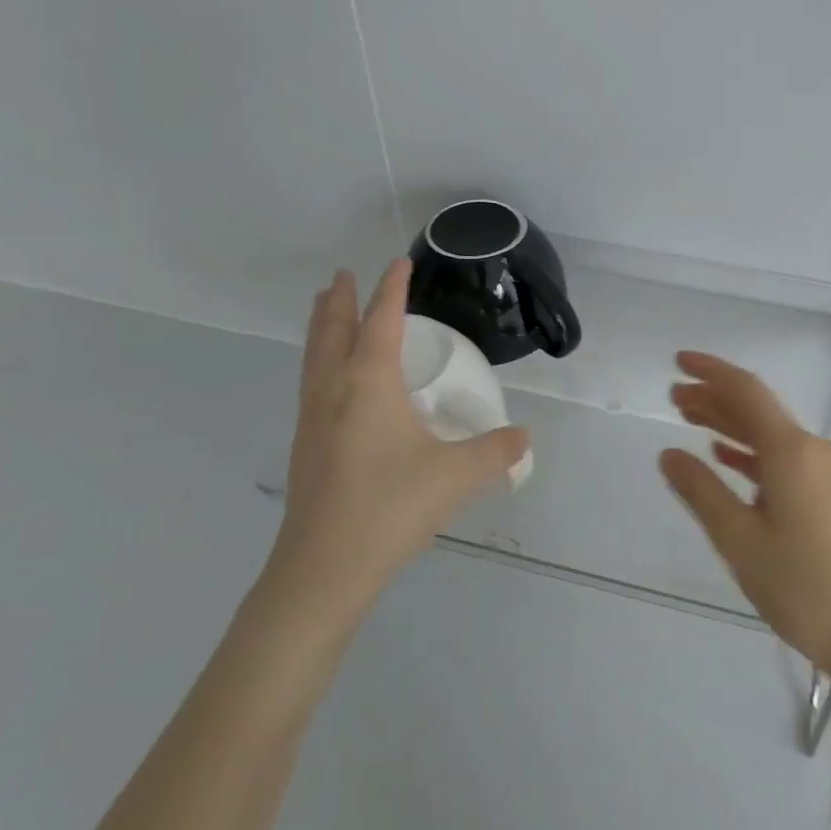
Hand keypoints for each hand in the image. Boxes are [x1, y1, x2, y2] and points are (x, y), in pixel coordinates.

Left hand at [274, 260, 530, 609]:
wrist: (324, 567)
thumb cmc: (392, 506)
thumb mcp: (457, 476)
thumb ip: (496, 451)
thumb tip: (525, 437)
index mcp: (368, 382)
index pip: (381, 320)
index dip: (392, 289)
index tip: (398, 262)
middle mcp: (334, 389)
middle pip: (333, 330)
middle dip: (341, 300)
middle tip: (344, 276)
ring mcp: (312, 418)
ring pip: (314, 356)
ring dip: (323, 327)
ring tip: (326, 310)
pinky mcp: (305, 446)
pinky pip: (311, 383)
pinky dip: (320, 360)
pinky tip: (331, 382)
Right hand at [661, 351, 830, 682]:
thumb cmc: (801, 587)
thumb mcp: (739, 540)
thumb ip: (701, 491)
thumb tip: (668, 454)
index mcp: (791, 452)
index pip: (746, 392)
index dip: (710, 372)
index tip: (677, 361)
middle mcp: (813, 451)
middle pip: (758, 410)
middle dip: (714, 398)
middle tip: (673, 397)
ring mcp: (826, 473)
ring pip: (770, 435)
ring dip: (730, 424)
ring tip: (690, 420)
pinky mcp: (830, 496)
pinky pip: (783, 459)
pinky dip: (751, 452)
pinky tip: (727, 458)